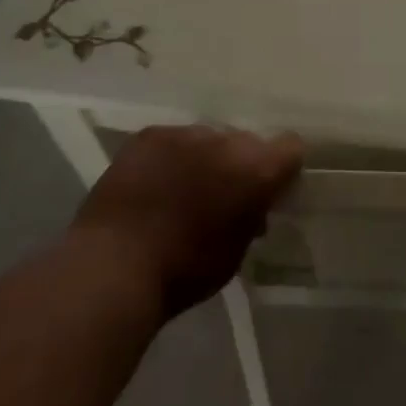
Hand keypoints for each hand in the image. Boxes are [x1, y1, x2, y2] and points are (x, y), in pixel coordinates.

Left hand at [72, 126, 302, 319]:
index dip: (283, 167)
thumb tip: (253, 206)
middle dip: (239, 164)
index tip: (270, 189)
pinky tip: (153, 183)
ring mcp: (185, 133)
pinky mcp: (150, 135)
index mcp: (256, 169)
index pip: (290, 147)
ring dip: (203, 159)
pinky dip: (170, 157)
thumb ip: (252, 217)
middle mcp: (226, 141)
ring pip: (207, 139)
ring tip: (181, 189)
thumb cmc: (184, 271)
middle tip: (221, 195)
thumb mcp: (236, 252)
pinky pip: (172, 140)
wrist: (115, 266)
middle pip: (246, 141)